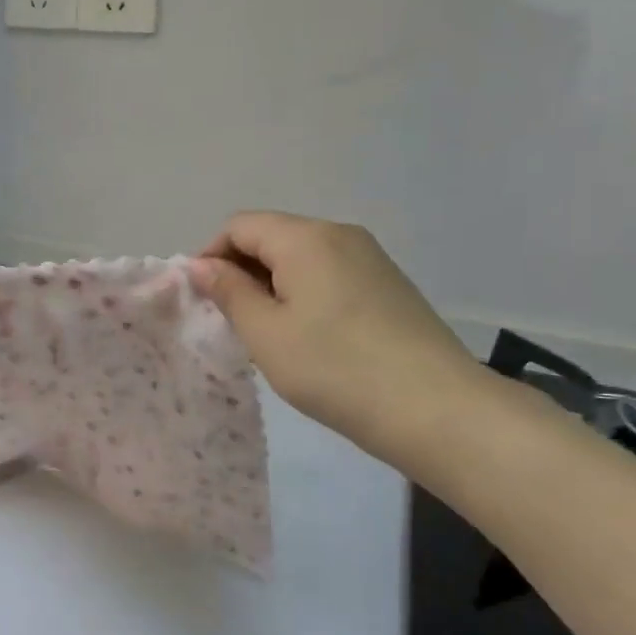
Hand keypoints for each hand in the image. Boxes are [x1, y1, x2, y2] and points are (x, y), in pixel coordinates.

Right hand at [189, 211, 487, 468]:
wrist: (434, 408)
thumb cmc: (334, 368)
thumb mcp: (266, 333)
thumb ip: (229, 292)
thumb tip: (201, 265)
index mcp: (305, 238)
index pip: (240, 226)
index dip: (210, 255)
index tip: (201, 299)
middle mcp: (340, 234)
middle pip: (273, 236)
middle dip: (241, 271)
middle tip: (229, 322)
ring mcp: (371, 258)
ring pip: (302, 258)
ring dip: (272, 285)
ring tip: (266, 334)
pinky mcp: (389, 285)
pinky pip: (330, 275)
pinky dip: (304, 294)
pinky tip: (308, 337)